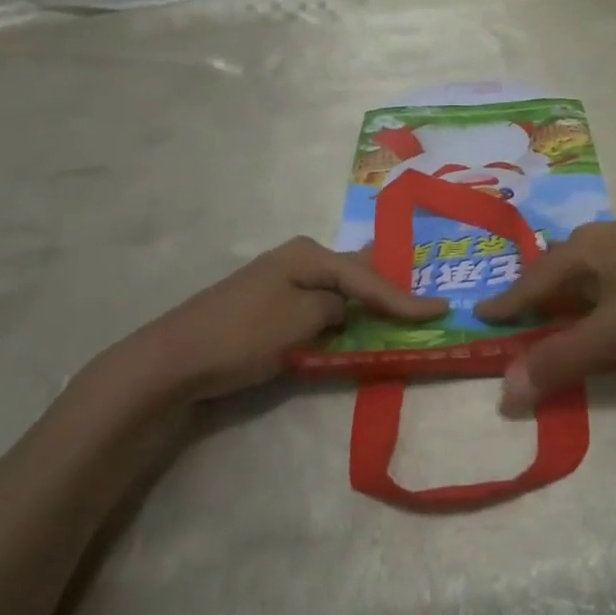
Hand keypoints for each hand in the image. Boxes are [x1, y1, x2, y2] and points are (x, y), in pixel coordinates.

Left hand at [94, 238, 447, 405]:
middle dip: (389, 286)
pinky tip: (355, 320)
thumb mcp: (301, 320)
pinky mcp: (270, 308)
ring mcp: (281, 282)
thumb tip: (344, 309)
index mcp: (308, 254)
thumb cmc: (243, 334)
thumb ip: (336, 309)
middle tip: (426, 294)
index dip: (405, 296)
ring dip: (366, 301)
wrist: (173, 360)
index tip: (441, 309)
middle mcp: (297, 260)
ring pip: (338, 289)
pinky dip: (342, 315)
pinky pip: (320, 305)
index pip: (367, 277)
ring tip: (402, 304)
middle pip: (355, 272)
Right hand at [474, 215, 615, 414]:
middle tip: (529, 307)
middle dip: (541, 284)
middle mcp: (604, 232)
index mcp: (583, 251)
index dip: (507, 301)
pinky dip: (608, 272)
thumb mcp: (613, 333)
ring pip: (593, 253)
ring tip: (574, 296)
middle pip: (560, 259)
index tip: (481, 312)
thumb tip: (506, 391)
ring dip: (576, 276)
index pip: (533, 279)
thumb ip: (561, 360)